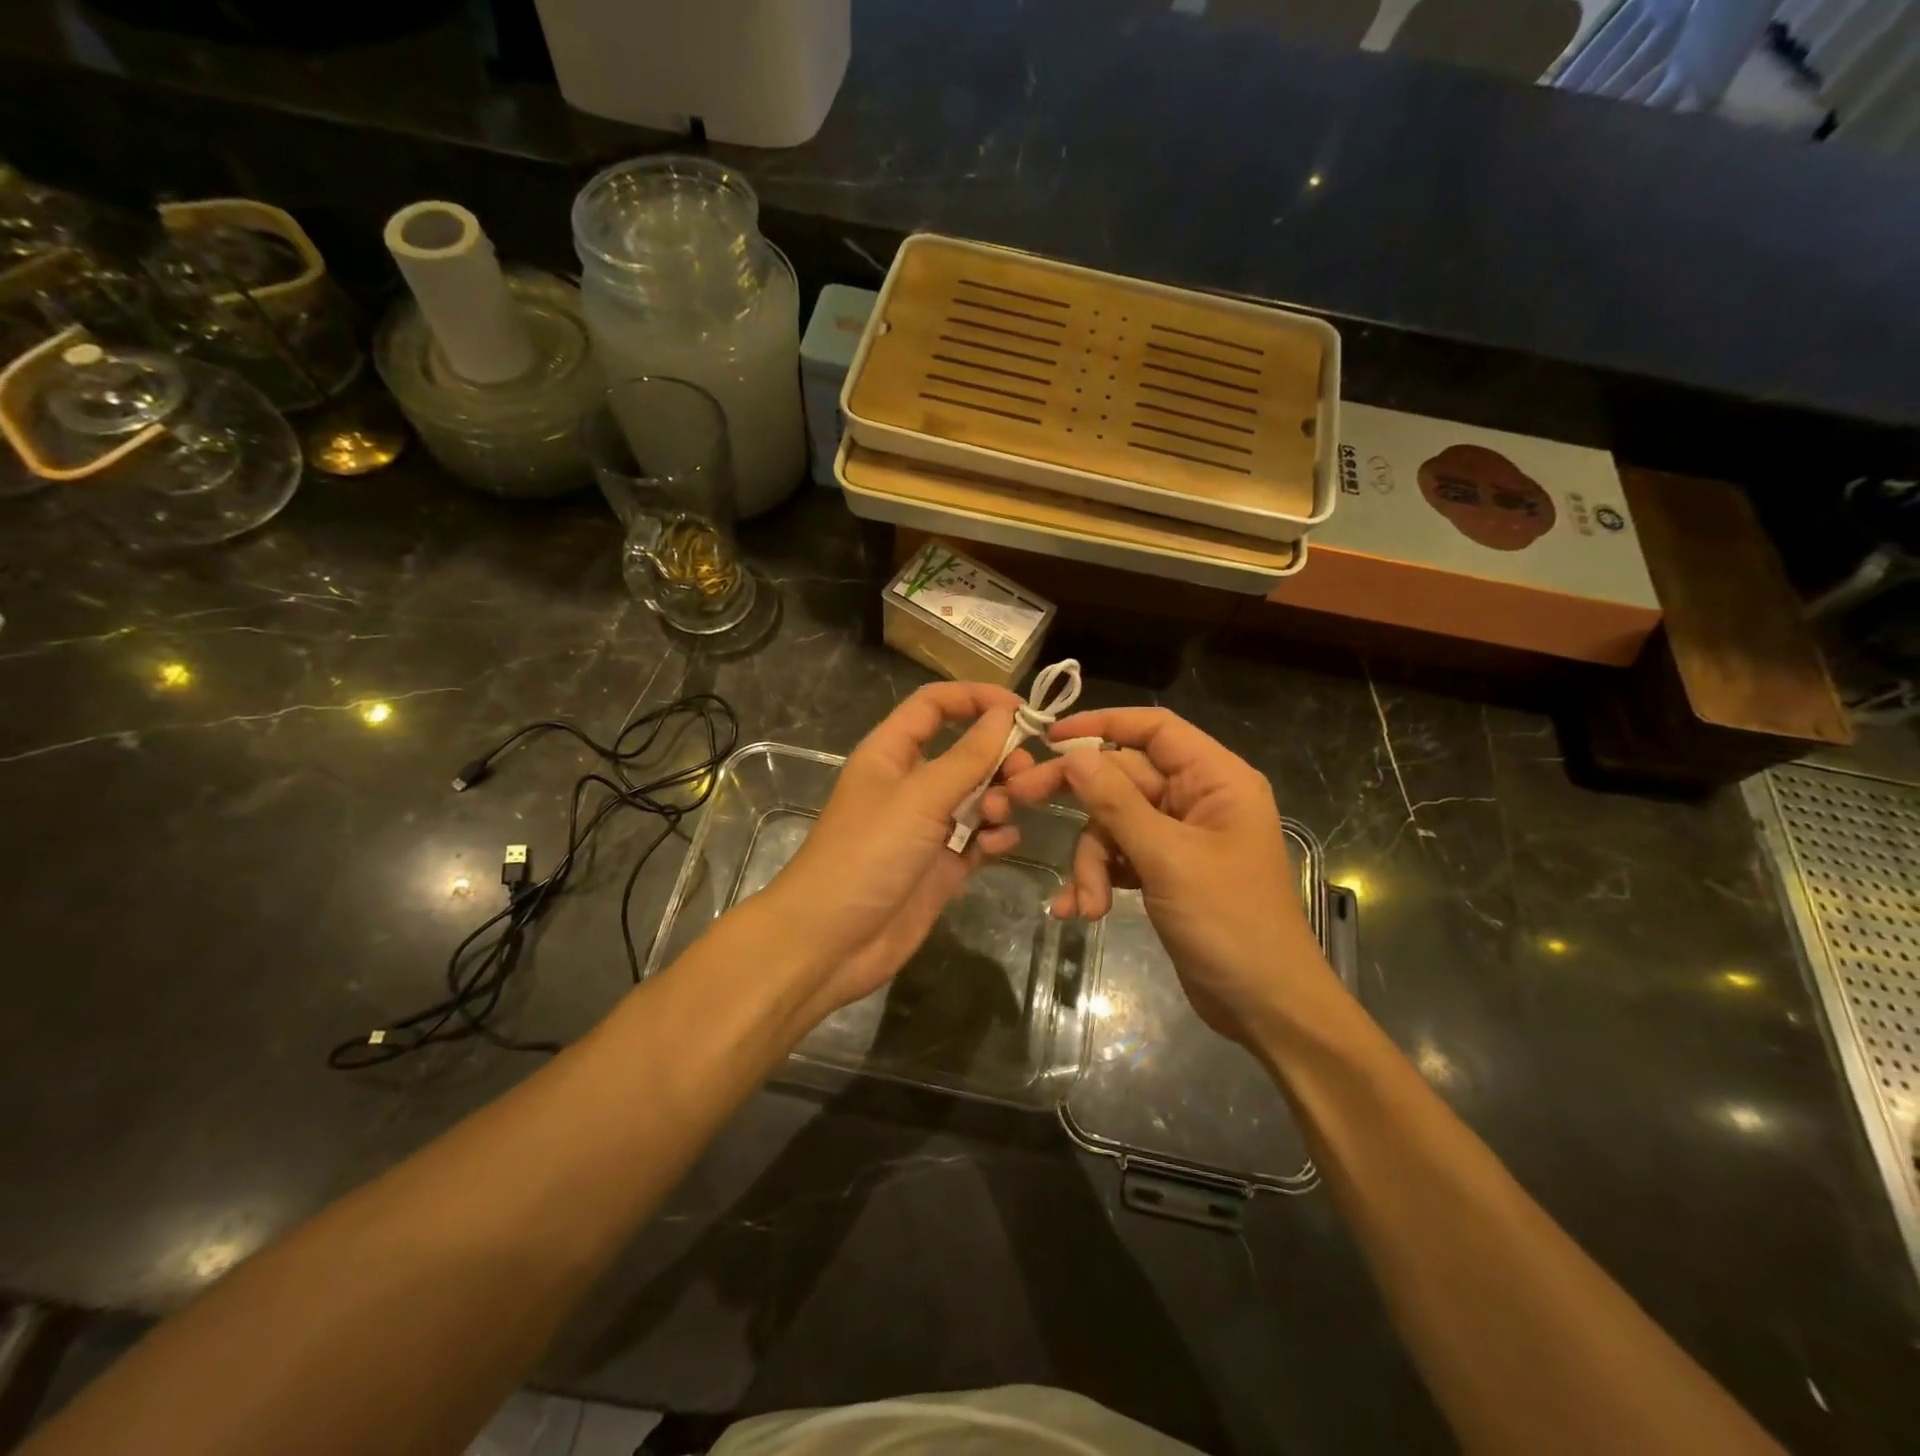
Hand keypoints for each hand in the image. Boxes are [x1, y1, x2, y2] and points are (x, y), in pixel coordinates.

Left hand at [762, 681, 1025, 1018]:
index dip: (975, 698)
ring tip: (1000, 816)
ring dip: (1000, 798)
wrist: (831, 942)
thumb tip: (1006, 713)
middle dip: (998, 757)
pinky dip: (995, 837)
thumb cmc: (868, 854)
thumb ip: (968, 756)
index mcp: (891, 753)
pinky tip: (999, 845)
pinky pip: (980, 838)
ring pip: (979, 796)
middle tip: (1023, 775)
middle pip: (965, 752)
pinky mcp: (942, 866)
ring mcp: (927, 827)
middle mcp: (911, 784)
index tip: (1022, 709)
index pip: (934, 706)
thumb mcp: (919, 797)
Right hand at [1001, 708, 1336, 1045]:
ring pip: (1113, 823)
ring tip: (1087, 903)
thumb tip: (1075, 755)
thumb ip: (1117, 803)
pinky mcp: (1165, 870)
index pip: (1154, 729)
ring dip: (1091, 862)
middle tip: (1018, 799)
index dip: (1102, 724)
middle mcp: (1197, 799)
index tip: (1050, 736)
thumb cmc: (1230, 923)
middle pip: (1122, 778)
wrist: (1265, 1006)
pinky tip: (1081, 910)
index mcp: (1215, 779)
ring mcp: (1179, 837)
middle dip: (1080, 804)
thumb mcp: (1168, 858)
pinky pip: (1119, 857)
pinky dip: (1098, 879)